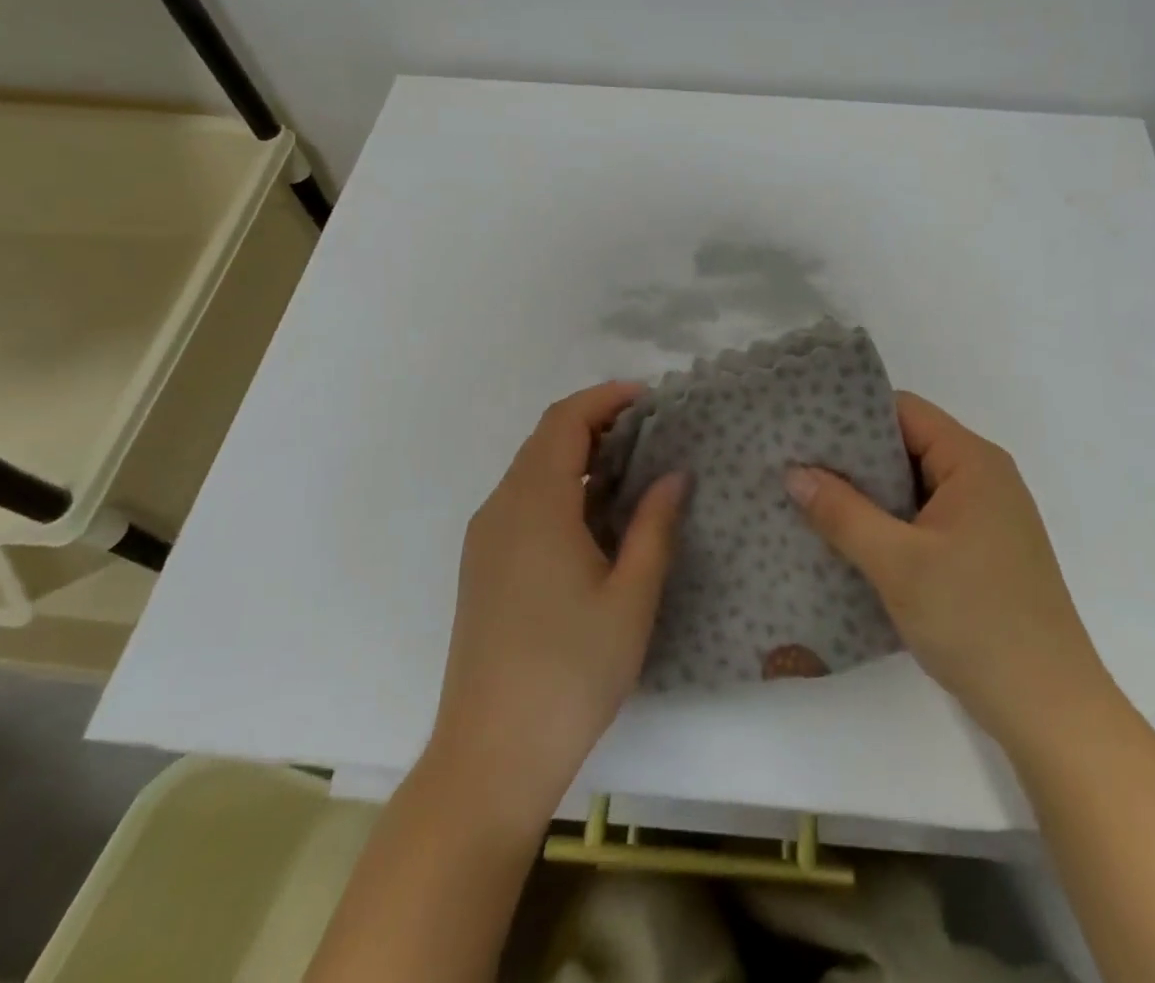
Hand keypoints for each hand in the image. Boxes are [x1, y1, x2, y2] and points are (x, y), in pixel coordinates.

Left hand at [429, 381, 685, 833]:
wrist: (490, 756)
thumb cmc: (570, 673)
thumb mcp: (630, 598)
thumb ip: (654, 526)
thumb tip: (673, 474)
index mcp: (536, 505)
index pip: (565, 421)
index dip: (606, 398)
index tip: (649, 397)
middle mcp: (501, 507)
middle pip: (545, 438)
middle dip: (595, 421)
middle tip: (649, 430)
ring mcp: (485, 537)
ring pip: (531, 468)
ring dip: (577, 453)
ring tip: (630, 467)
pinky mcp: (482, 564)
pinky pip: (521, 498)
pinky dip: (559, 484)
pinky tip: (593, 514)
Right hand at [784, 392, 1106, 743]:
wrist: (1050, 711)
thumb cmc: (976, 621)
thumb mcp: (898, 563)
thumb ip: (842, 512)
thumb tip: (793, 473)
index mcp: (973, 462)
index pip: (904, 412)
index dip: (852, 415)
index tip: (804, 429)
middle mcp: (984, 478)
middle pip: (908, 446)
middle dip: (853, 458)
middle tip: (796, 467)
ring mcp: (985, 517)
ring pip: (914, 486)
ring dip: (868, 494)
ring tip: (812, 500)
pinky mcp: (981, 552)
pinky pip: (925, 518)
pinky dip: (889, 523)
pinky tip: (849, 540)